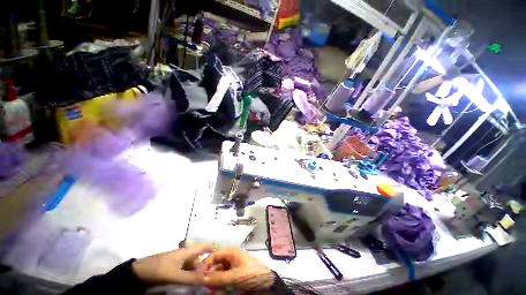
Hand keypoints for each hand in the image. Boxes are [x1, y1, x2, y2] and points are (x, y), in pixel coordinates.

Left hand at [132, 245, 212, 284]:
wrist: (139, 272)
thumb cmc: (159, 269)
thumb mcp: (175, 275)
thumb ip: (191, 277)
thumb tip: (208, 277)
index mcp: (187, 252)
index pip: (204, 247)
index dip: (212, 248)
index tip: (222, 253)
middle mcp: (185, 254)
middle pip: (199, 258)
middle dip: (207, 265)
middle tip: (214, 274)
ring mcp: (178, 261)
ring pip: (193, 265)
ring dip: (198, 271)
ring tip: (205, 279)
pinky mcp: (173, 267)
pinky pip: (186, 270)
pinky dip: (191, 275)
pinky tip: (193, 281)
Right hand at [202, 248, 273, 288]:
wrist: (267, 283)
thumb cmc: (251, 274)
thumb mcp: (235, 276)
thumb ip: (218, 278)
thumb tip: (202, 279)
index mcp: (233, 253)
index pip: (216, 254)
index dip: (207, 262)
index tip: (200, 274)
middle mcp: (232, 258)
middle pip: (217, 263)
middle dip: (210, 273)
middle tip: (205, 285)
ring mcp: (234, 266)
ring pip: (220, 272)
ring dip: (215, 280)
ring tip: (212, 289)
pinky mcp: (236, 275)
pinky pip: (225, 278)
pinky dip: (220, 284)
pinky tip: (218, 290)